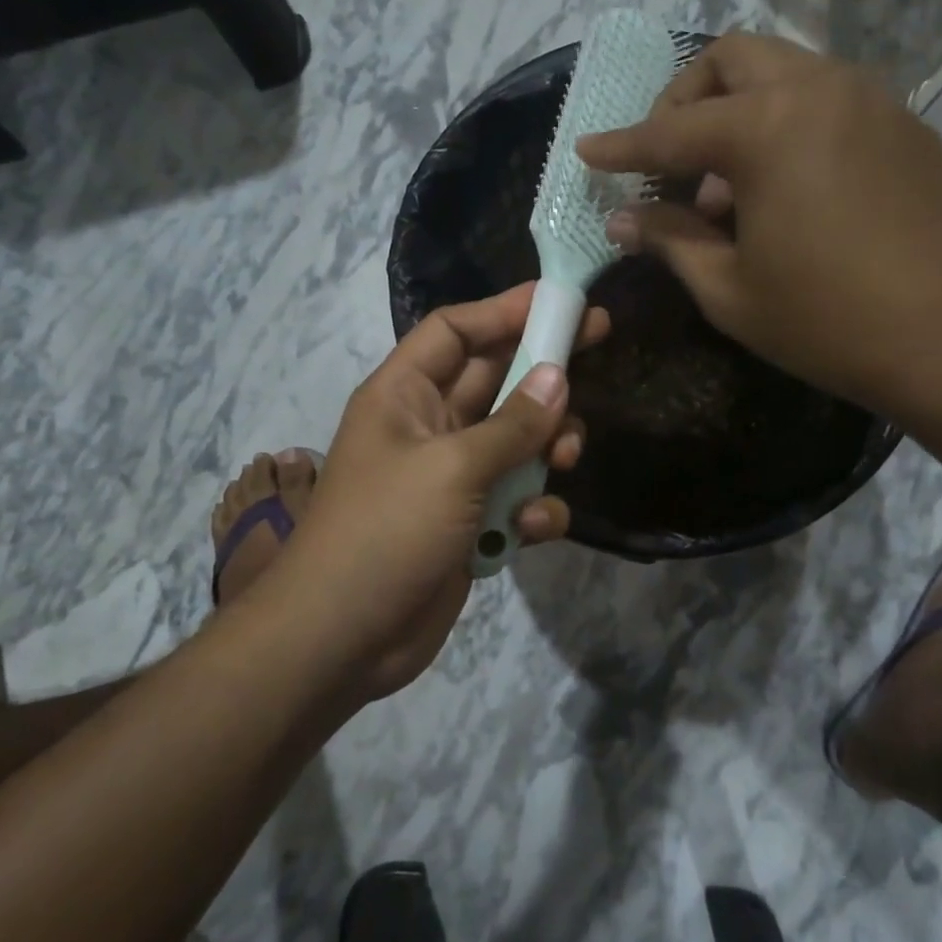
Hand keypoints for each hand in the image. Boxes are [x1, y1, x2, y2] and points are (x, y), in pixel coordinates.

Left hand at [254, 284, 605, 702]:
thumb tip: (559, 377)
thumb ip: (512, 425)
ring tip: (566, 457)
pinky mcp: (469, 524)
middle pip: (494, 380)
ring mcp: (450, 478)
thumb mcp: (452, 468)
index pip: (455, 331)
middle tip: (598, 346)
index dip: (504, 310)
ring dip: (546, 446)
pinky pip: (515, 499)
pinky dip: (532, 509)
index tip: (560, 301)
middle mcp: (428, 427)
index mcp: (404, 394)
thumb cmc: (386, 532)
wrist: (343, 639)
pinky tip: (531, 528)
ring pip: (515, 440)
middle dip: (542, 370)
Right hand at [580, 32, 941, 412]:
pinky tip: (780, 189)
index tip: (587, 150)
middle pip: (731, 59)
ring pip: (782, 71)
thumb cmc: (829, 320)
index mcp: (767, 128)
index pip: (670, 132)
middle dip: (683, 100)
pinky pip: (823, 99)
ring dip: (735, 111)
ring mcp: (870, 99)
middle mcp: (819, 89)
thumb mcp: (730, 289)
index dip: (621, 147)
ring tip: (722, 188)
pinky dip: (783, 124)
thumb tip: (622, 220)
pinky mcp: (903, 124)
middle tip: (665, 159)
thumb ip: (670, 240)